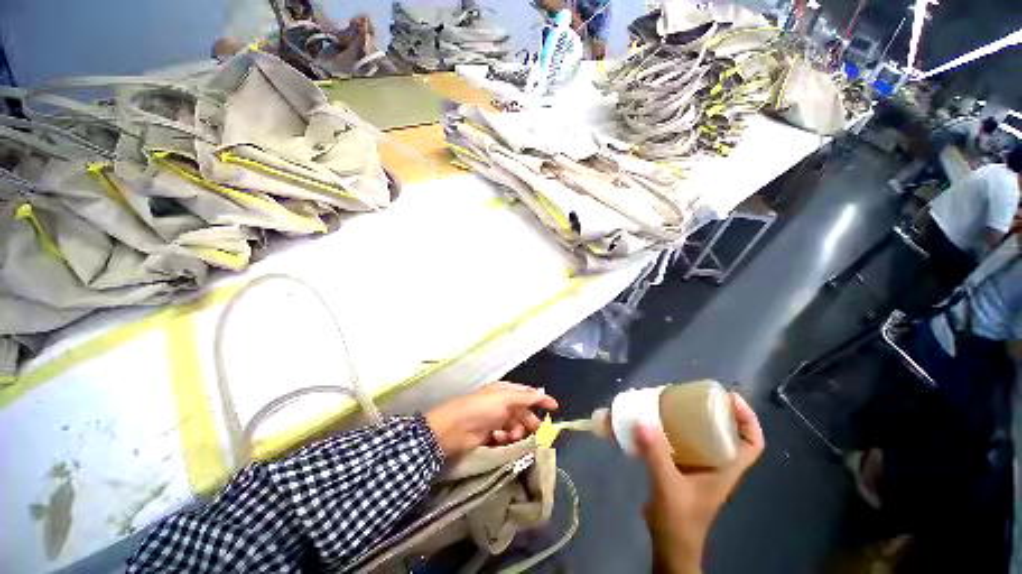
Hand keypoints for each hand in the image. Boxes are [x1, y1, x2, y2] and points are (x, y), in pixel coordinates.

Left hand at [425, 382, 557, 458]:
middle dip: (529, 422)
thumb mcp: (505, 398)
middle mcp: (501, 404)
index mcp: (504, 391)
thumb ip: (525, 397)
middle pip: (522, 412)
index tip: (555, 407)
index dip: (540, 399)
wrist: (453, 429)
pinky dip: (505, 440)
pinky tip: (500, 440)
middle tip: (537, 433)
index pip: (527, 393)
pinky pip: (505, 438)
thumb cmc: (481, 408)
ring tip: (510, 437)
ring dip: (516, 432)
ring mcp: (495, 420)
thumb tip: (542, 392)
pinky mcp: (489, 436)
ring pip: (515, 427)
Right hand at [636, 392, 764, 573]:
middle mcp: (717, 464)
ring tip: (674, 401)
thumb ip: (655, 455)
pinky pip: (684, 440)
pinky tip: (657, 420)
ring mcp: (700, 465)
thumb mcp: (668, 486)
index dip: (748, 419)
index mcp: (726, 469)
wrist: (669, 543)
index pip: (753, 443)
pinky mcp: (683, 466)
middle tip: (694, 394)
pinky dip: (675, 428)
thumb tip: (641, 421)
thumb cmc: (679, 520)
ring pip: (705, 435)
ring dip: (693, 417)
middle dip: (716, 411)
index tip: (731, 398)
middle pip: (728, 432)